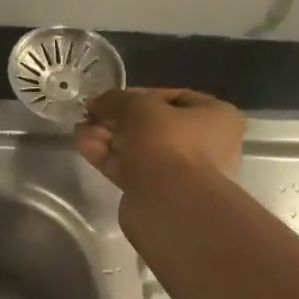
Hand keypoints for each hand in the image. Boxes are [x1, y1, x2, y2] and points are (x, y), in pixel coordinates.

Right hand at [74, 88, 244, 197]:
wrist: (169, 204)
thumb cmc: (167, 143)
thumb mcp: (139, 107)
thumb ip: (117, 100)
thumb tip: (96, 102)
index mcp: (217, 117)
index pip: (175, 98)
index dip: (139, 95)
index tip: (111, 99)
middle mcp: (206, 145)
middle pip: (154, 126)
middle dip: (120, 120)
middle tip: (92, 116)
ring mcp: (182, 173)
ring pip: (141, 149)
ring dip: (111, 138)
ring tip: (81, 130)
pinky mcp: (159, 194)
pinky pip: (133, 170)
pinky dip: (110, 158)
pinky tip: (85, 147)